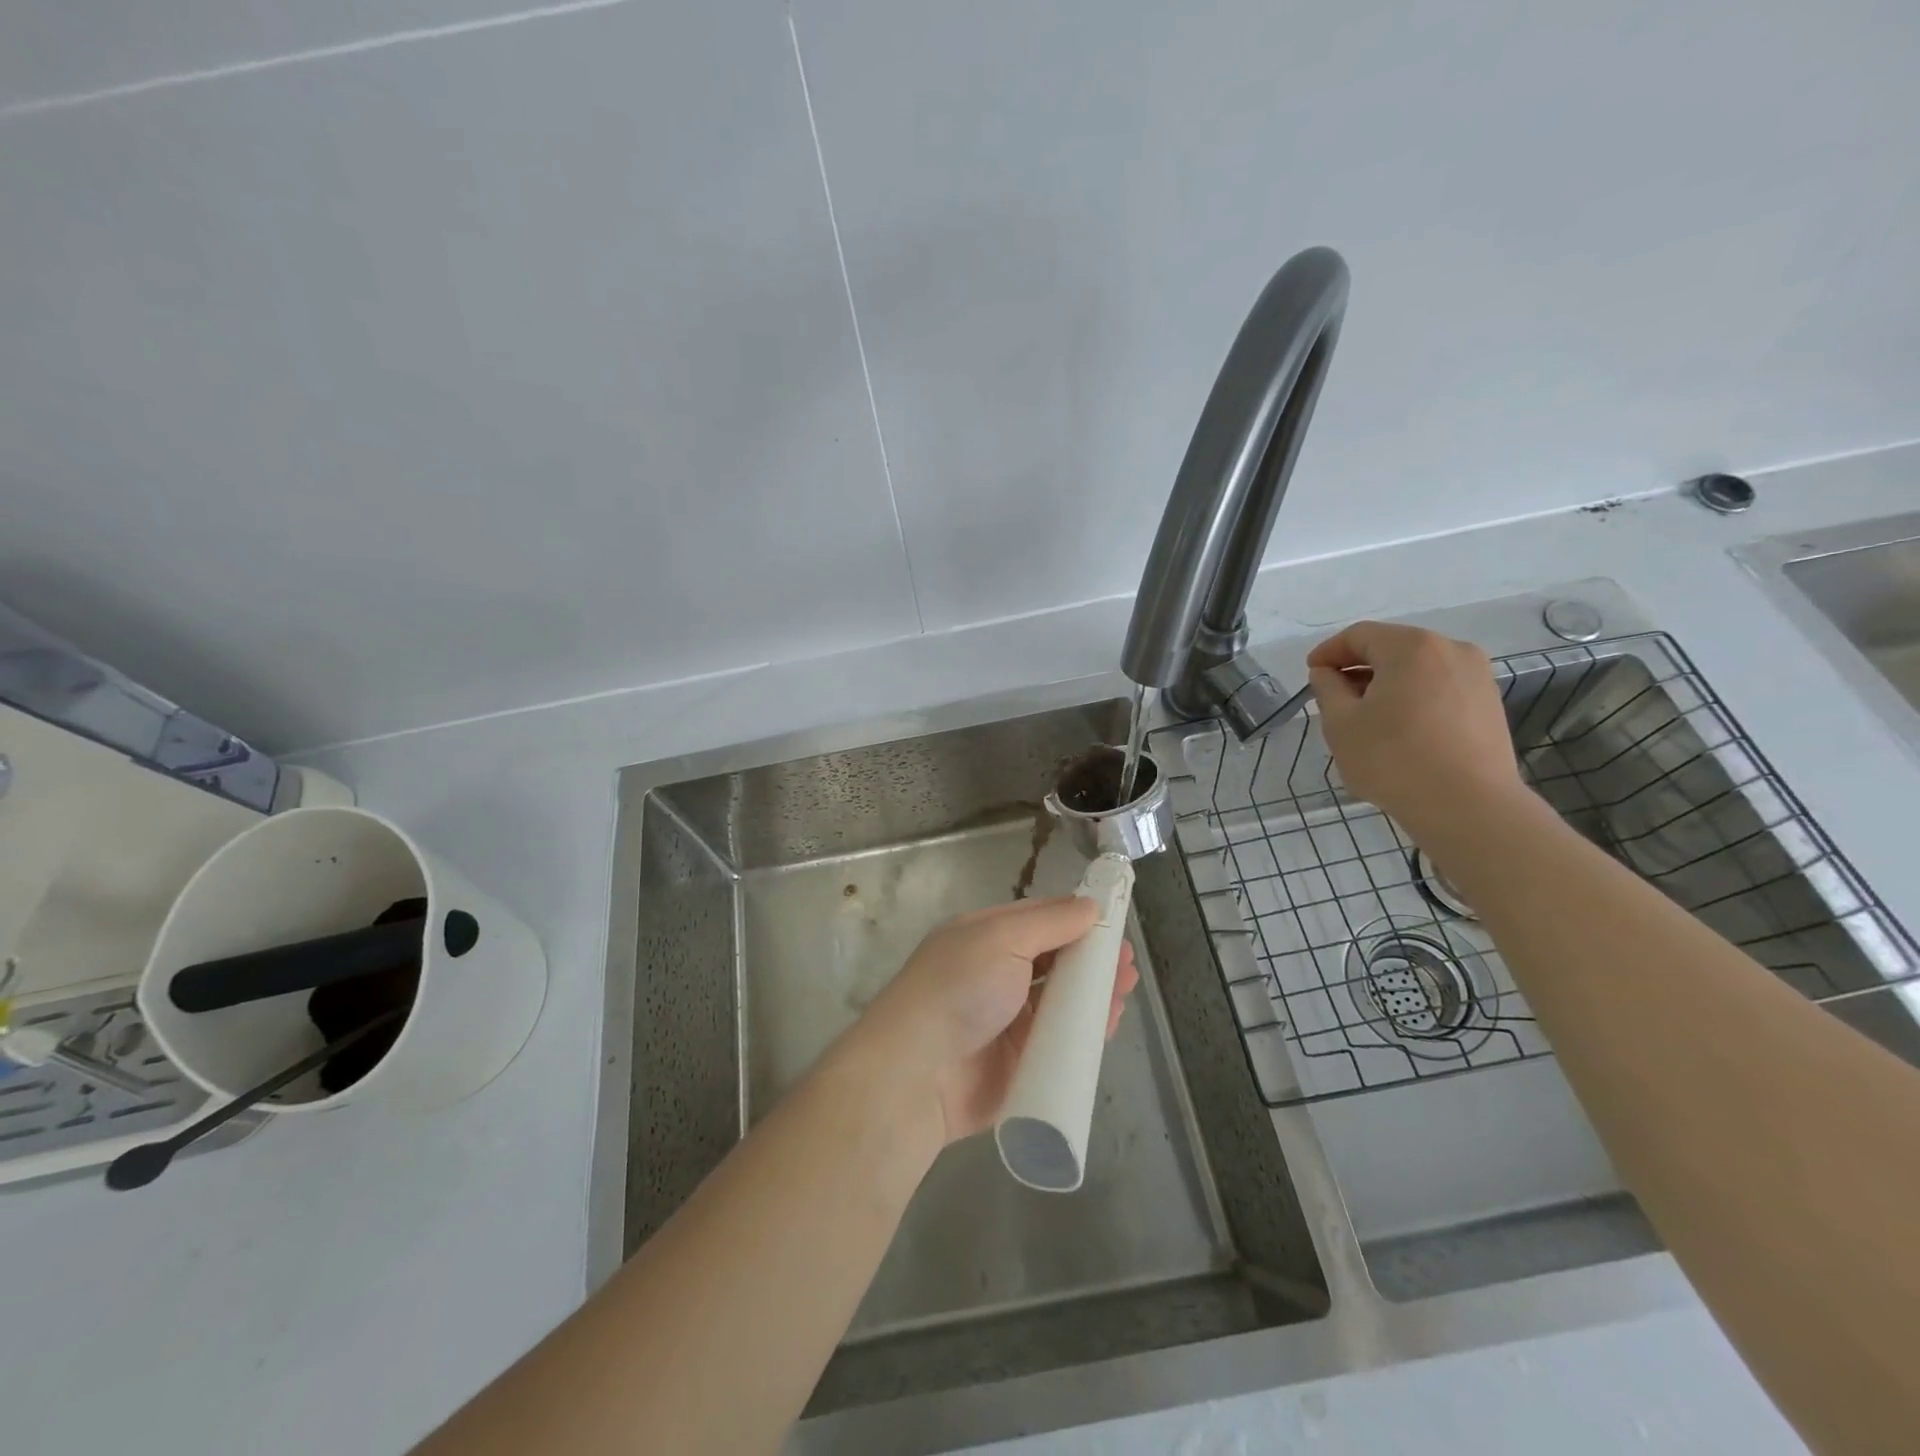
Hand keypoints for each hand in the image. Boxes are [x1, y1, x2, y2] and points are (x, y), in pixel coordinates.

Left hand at [854, 897, 1138, 1145]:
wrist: (917, 1074)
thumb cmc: (958, 990)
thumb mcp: (1001, 938)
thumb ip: (1049, 922)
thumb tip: (1090, 905)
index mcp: (983, 938)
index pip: (1037, 920)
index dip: (1074, 918)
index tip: (1113, 918)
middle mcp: (995, 975)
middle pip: (1052, 961)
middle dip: (1090, 958)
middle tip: (1126, 960)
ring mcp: (1007, 1020)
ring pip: (1060, 1001)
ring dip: (1093, 992)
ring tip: (1126, 984)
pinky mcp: (1019, 1064)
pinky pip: (1060, 1042)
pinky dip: (1085, 1032)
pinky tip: (1110, 1021)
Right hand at [1306, 621, 1526, 839]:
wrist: (1468, 806)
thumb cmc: (1393, 759)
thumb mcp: (1341, 723)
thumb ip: (1327, 690)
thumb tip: (1327, 674)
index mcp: (1412, 647)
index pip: (1360, 636)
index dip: (1329, 652)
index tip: (1311, 674)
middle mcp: (1451, 650)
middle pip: (1393, 648)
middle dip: (1358, 668)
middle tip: (1333, 696)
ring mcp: (1477, 677)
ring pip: (1419, 669)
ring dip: (1387, 684)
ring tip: (1366, 716)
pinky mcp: (1489, 705)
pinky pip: (1440, 689)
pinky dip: (1413, 698)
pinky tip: (1400, 729)